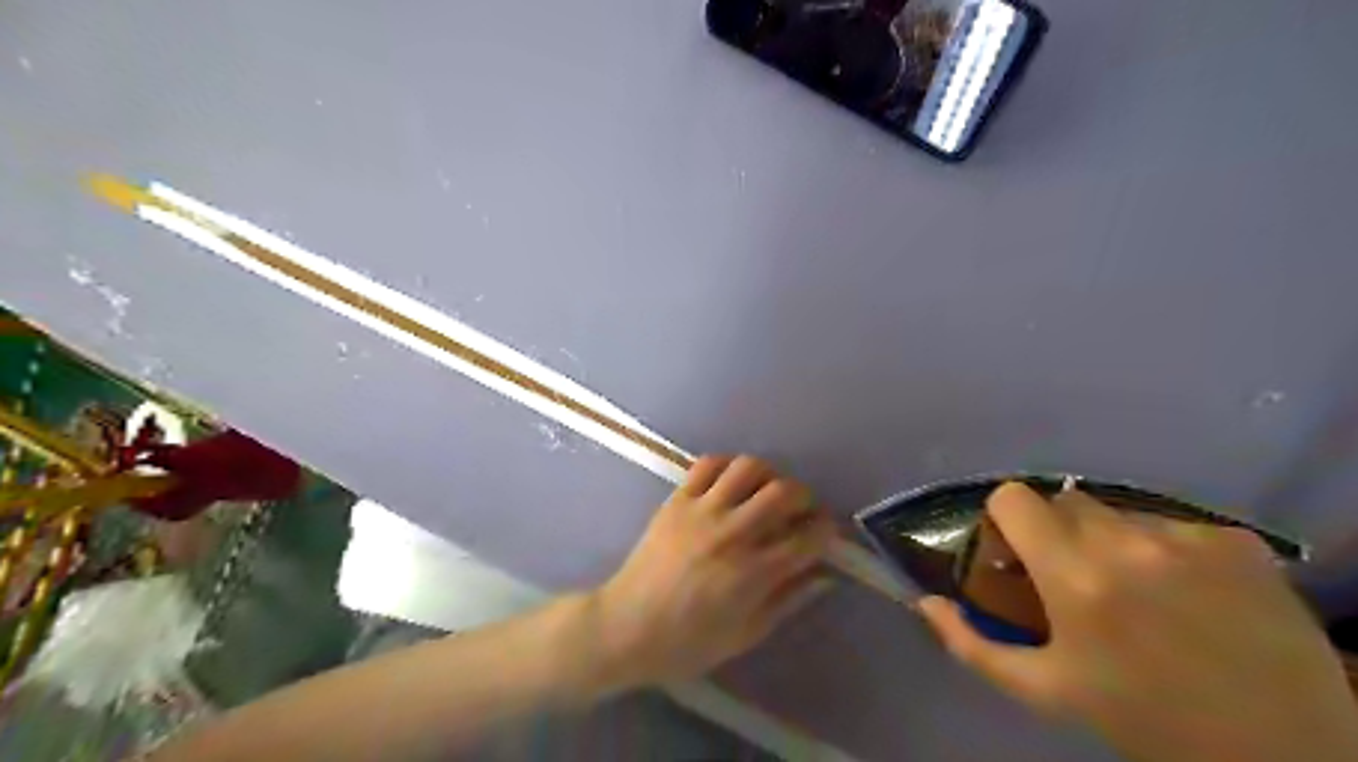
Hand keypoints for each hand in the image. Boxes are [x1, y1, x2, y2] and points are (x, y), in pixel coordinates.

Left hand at [594, 455, 838, 687]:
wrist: (625, 627)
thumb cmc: (687, 643)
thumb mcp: (746, 634)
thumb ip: (788, 601)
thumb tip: (824, 576)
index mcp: (753, 573)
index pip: (808, 537)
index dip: (826, 531)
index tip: (825, 533)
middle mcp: (732, 534)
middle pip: (784, 493)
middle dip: (804, 497)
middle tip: (801, 509)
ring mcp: (702, 511)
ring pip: (748, 468)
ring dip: (768, 475)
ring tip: (766, 491)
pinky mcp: (677, 500)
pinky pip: (707, 464)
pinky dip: (727, 465)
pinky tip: (731, 482)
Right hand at [917, 485, 1357, 760]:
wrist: (1282, 756)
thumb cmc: (1143, 720)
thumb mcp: (1045, 691)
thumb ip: (972, 645)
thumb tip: (924, 602)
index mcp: (1074, 576)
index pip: (1013, 498)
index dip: (1006, 520)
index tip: (1017, 554)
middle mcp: (1128, 543)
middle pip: (1064, 500)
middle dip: (1057, 532)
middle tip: (1073, 577)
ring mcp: (1189, 538)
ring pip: (1119, 511)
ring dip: (1113, 540)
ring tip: (1138, 591)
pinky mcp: (1239, 543)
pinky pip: (1175, 526)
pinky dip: (1169, 551)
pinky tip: (1190, 595)